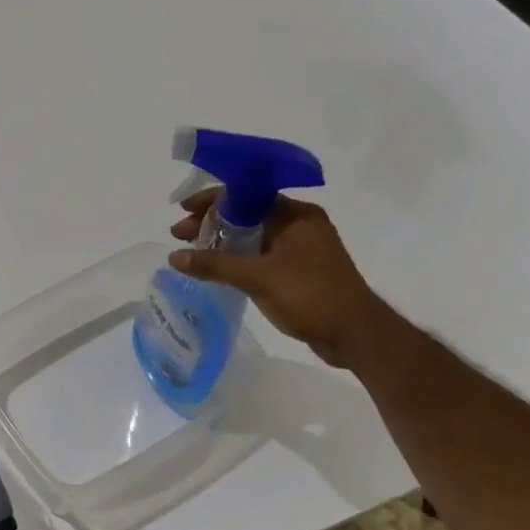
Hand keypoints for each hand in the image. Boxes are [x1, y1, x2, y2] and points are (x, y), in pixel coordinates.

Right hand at [168, 192, 395, 368]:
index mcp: (296, 215)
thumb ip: (215, 265)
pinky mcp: (298, 270)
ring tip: (192, 252)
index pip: (246, 195)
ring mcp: (300, 248)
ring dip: (222, 242)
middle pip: (246, 214)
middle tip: (180, 235)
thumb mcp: (258, 278)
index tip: (182, 210)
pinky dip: (237, 258)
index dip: (211, 200)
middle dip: (211, 222)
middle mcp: (299, 225)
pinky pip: (260, 255)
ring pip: (252, 236)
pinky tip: (216, 269)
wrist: (355, 335)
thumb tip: (174, 257)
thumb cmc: (310, 296)